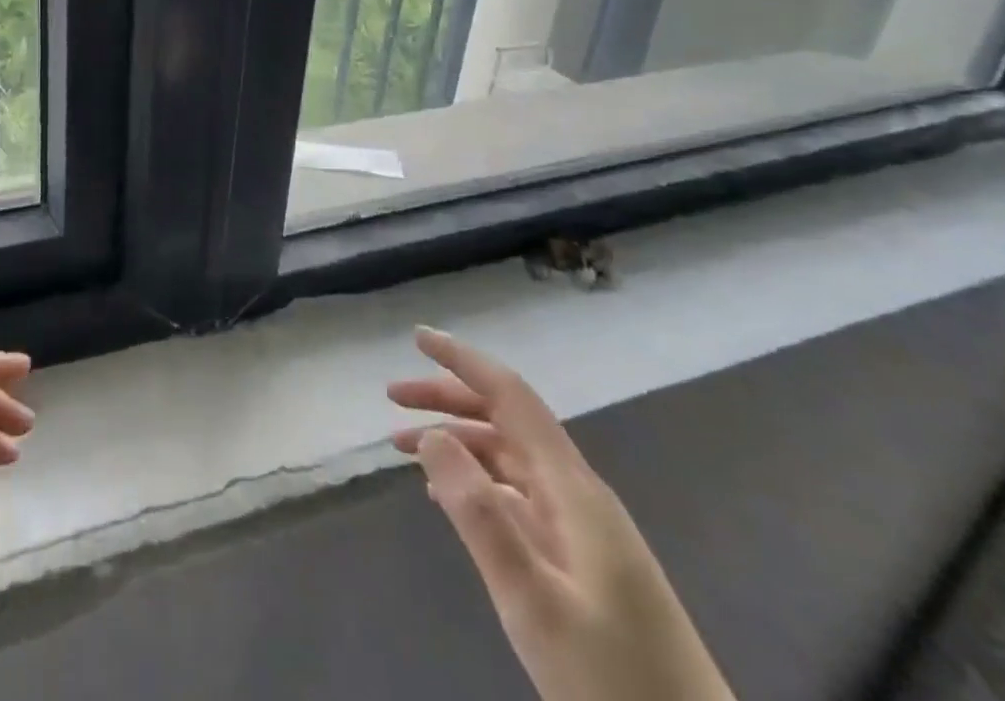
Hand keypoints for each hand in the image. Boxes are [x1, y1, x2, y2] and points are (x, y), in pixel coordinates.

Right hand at [390, 328, 734, 700]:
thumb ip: (480, 515)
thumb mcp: (534, 602)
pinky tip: (445, 496)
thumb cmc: (613, 679)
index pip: (511, 396)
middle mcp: (577, 493)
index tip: (418, 338)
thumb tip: (433, 435)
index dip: (464, 361)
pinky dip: (474, 480)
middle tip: (392, 396)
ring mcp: (583, 528)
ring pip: (508, 458)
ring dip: (455, 441)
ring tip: (401, 446)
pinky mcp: (582, 561)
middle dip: (447, 399)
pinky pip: (517, 495)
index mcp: (572, 488)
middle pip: (505, 421)